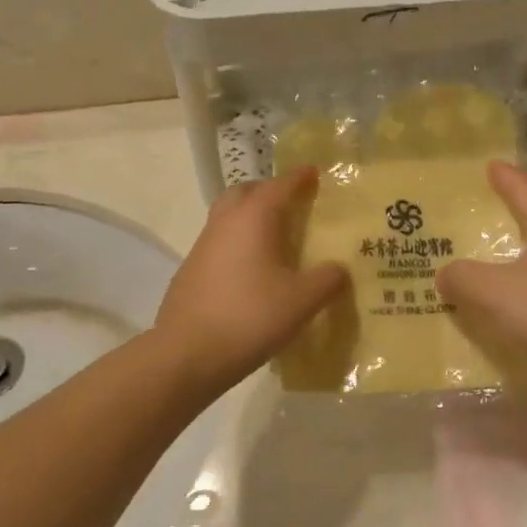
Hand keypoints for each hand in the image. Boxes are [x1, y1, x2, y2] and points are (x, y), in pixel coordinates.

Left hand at [155, 168, 347, 392]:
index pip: (280, 185)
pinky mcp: (191, 271)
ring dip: (251, 217)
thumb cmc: (250, 317)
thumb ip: (327, 279)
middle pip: (246, 192)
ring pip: (229, 217)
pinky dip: (239, 243)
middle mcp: (225, 223)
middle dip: (269, 191)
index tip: (315, 172)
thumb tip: (339, 268)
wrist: (187, 354)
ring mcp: (203, 246)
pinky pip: (220, 243)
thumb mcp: (302, 300)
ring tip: (277, 238)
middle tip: (293, 202)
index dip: (300, 177)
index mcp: (253, 218)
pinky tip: (253, 270)